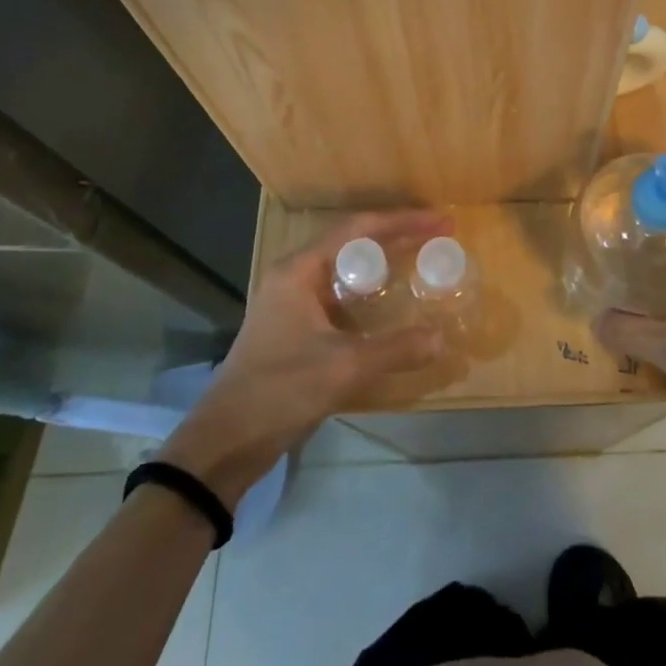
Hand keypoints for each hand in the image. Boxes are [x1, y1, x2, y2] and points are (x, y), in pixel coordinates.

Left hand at [157, 211, 450, 504]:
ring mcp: (292, 302)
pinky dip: (369, 292)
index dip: (402, 222)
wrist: (224, 443)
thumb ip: (395, 349)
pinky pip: (340, 295)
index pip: (358, 229)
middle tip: (437, 237)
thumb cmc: (279, 390)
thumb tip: (441, 338)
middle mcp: (295, 276)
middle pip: (353, 242)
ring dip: (383, 263)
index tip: (439, 222)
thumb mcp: (343, 368)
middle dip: (397, 237)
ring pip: (346, 269)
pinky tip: (390, 306)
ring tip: (419, 261)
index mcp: (299, 270)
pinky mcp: (294, 327)